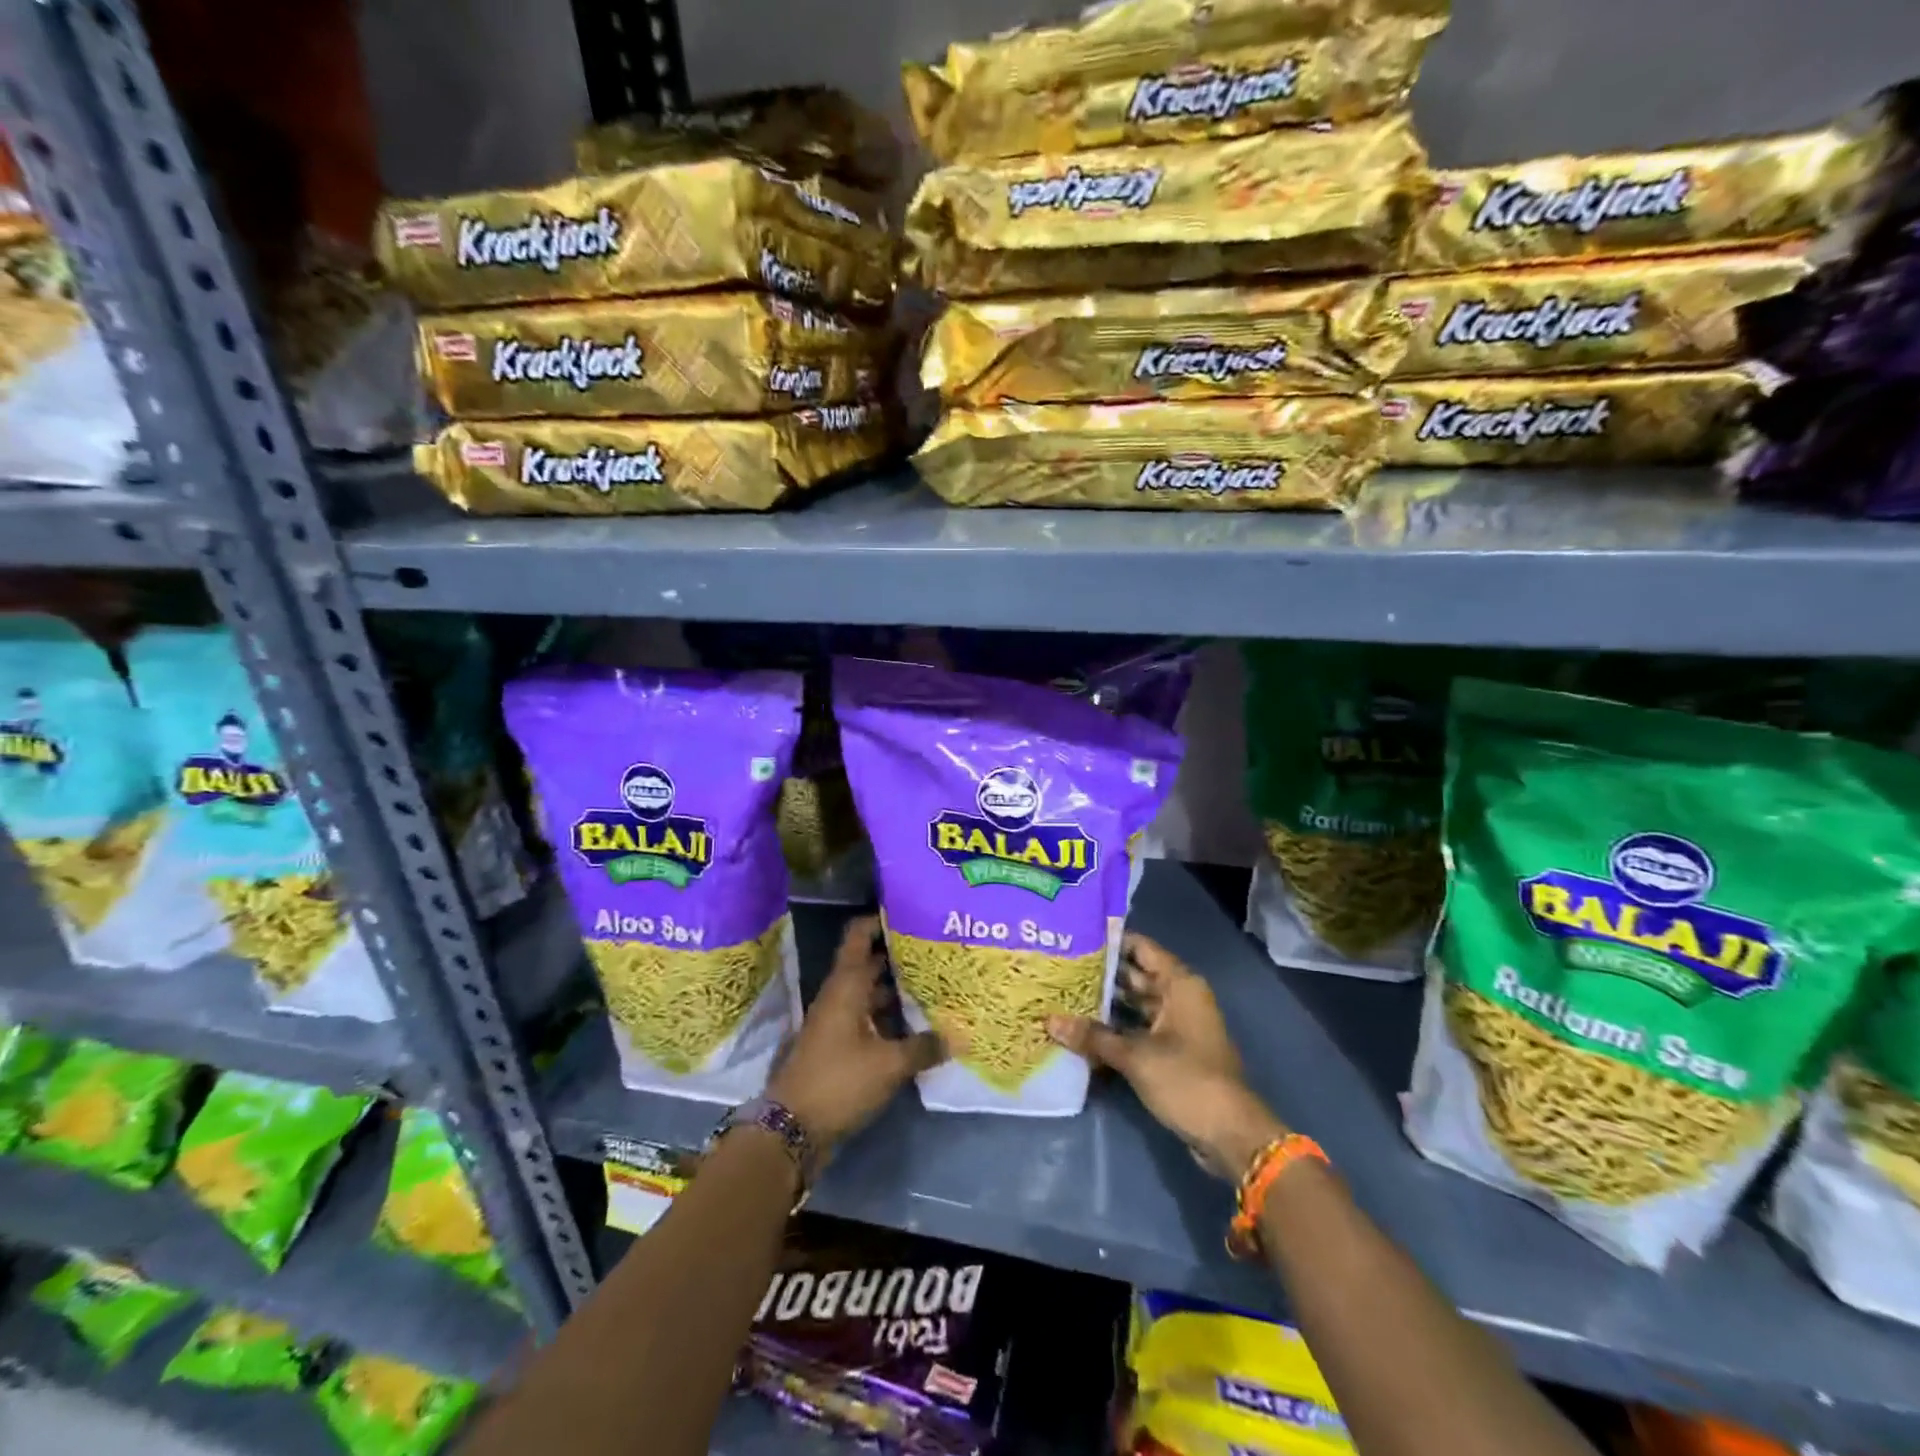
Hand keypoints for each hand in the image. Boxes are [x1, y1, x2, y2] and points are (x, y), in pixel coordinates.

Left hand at [768, 915, 943, 1153]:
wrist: (792, 1129)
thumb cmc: (839, 1081)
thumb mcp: (888, 1064)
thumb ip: (924, 1047)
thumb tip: (958, 1036)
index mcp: (846, 985)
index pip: (859, 935)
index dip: (881, 920)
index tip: (911, 913)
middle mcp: (840, 996)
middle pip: (870, 963)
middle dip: (900, 956)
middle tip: (937, 950)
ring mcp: (837, 1022)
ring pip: (871, 994)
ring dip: (898, 990)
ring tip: (936, 985)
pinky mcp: (839, 1047)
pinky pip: (869, 1020)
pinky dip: (890, 1019)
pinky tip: (918, 1027)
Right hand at [1048, 933, 1286, 1180]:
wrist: (1230, 1135)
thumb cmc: (1187, 1080)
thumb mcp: (1135, 1056)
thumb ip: (1092, 1036)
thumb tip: (1049, 1020)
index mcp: (1179, 984)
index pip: (1140, 948)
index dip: (1109, 941)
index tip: (1074, 937)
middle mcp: (1179, 997)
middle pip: (1135, 975)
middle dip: (1100, 974)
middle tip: (1059, 967)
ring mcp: (1176, 1025)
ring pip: (1134, 1005)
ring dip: (1104, 1003)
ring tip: (1062, 994)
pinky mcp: (1171, 1051)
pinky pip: (1137, 1029)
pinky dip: (1114, 1029)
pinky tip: (1082, 1030)